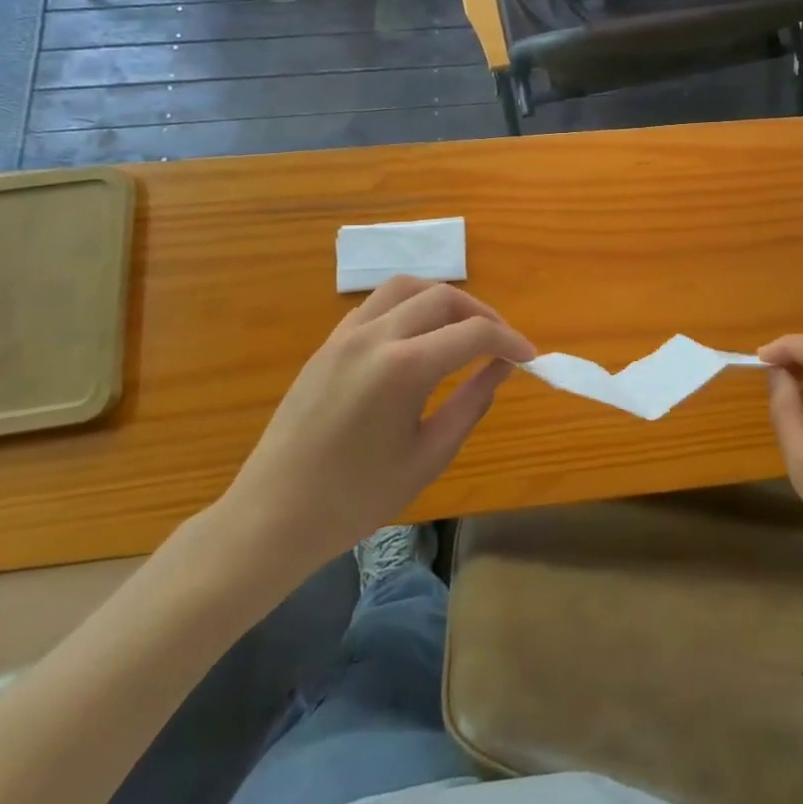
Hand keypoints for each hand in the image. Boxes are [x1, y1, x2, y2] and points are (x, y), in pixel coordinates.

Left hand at [216, 279, 534, 577]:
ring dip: (444, 299)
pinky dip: (408, 306)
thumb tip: (502, 367)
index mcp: (404, 368)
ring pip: (407, 287)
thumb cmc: (357, 498)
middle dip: (482, 314)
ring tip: (462, 328)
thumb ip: (472, 403)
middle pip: (444, 297)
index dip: (510, 340)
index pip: (474, 333)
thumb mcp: (429, 456)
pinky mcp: (328, 343)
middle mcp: (376, 337)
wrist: (273, 516)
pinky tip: (418, 336)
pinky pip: (377, 304)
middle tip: (501, 343)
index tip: (529, 357)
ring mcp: (346, 335)